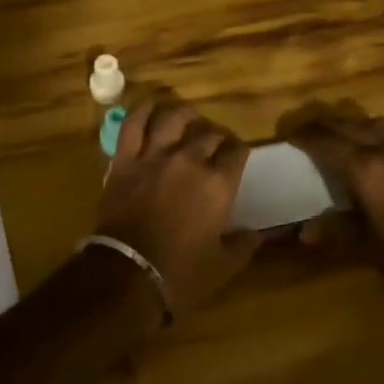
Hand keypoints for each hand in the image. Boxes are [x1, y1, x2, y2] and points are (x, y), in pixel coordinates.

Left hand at [94, 101, 260, 318]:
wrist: (128, 276)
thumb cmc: (181, 275)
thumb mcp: (223, 266)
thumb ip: (243, 245)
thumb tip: (257, 233)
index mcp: (218, 184)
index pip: (237, 152)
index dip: (239, 151)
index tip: (237, 157)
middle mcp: (189, 160)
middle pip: (208, 133)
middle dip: (215, 136)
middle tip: (214, 145)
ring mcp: (155, 155)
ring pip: (173, 118)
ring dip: (184, 115)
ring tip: (187, 118)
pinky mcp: (126, 158)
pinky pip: (134, 123)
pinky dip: (143, 110)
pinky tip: (151, 107)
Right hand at [287, 104, 383, 309]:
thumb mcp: (370, 250)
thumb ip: (336, 233)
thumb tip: (304, 232)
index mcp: (366, 168)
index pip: (326, 140)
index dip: (304, 136)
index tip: (289, 137)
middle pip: (349, 125)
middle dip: (326, 127)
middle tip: (310, 136)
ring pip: (379, 123)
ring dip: (358, 127)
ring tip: (350, 142)